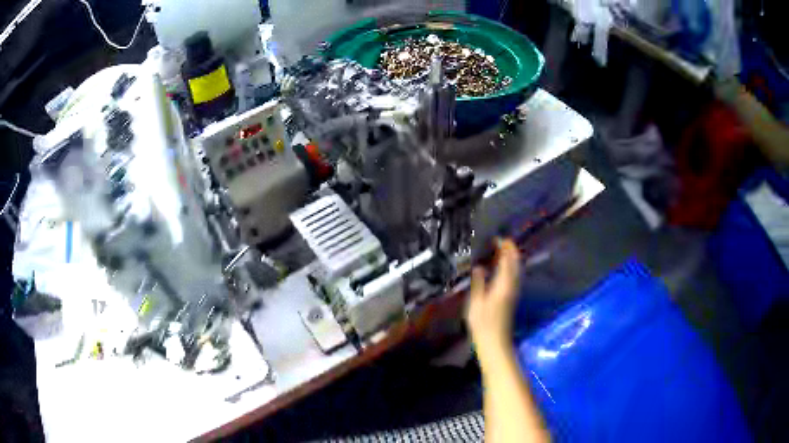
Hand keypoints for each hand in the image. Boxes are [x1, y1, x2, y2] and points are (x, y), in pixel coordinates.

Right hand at [466, 239, 520, 352]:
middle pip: (516, 263)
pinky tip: (502, 267)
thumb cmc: (483, 323)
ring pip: (516, 269)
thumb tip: (479, 266)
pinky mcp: (512, 297)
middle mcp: (512, 286)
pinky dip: (510, 267)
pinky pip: (514, 276)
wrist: (495, 341)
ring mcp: (514, 292)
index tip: (497, 238)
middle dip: (510, 250)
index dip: (504, 248)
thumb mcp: (476, 302)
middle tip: (501, 241)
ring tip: (501, 250)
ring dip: (511, 258)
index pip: (507, 261)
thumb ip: (478, 282)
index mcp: (503, 285)